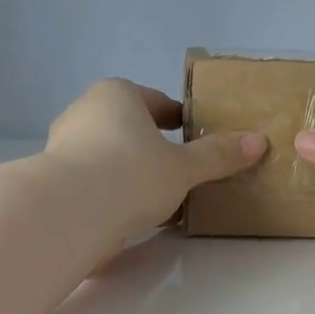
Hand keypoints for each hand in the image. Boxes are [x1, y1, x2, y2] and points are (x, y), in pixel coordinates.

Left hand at [43, 79, 264, 241]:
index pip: (154, 102)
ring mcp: (64, 149)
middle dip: (152, 149)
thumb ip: (217, 156)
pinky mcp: (56, 184)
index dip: (177, 118)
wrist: (70, 213)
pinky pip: (95, 185)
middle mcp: (85, 113)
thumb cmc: (131, 174)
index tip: (191, 134)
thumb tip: (258, 141)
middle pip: (128, 129)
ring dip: (132, 176)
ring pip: (109, 159)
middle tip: (179, 172)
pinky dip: (113, 197)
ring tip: (159, 202)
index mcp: (117, 95)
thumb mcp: (184, 167)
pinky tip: (132, 219)